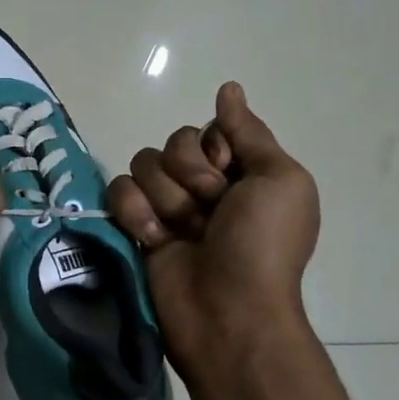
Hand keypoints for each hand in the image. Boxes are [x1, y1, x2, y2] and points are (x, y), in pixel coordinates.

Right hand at [106, 82, 319, 385]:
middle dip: (190, 174)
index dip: (214, 150)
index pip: (208, 130)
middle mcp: (203, 185)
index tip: (229, 176)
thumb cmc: (263, 245)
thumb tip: (228, 89)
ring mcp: (167, 206)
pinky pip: (119, 191)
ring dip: (165, 198)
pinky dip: (134, 212)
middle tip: (210, 209)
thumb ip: (249, 132)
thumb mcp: (279, 180)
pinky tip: (153, 239)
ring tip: (183, 231)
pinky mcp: (136, 226)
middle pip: (174, 143)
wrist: (227, 311)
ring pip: (143, 164)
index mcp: (241, 172)